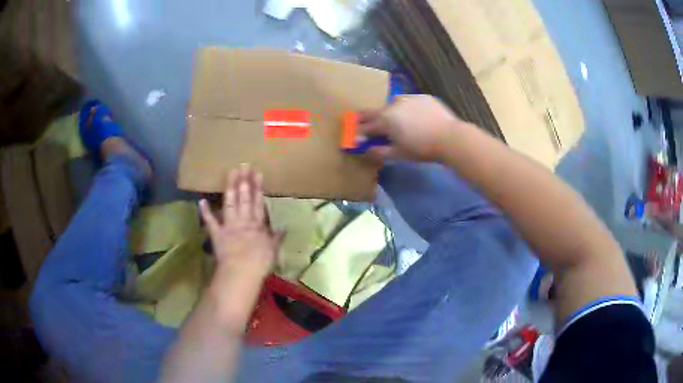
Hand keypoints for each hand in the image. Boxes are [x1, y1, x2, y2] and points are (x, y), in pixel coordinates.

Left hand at [199, 165, 283, 281]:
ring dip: (230, 188)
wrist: (242, 271)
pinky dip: (206, 212)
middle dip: (244, 181)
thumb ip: (276, 237)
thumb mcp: (272, 250)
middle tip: (244, 165)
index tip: (257, 173)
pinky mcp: (217, 234)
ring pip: (230, 204)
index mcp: (257, 225)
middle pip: (244, 198)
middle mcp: (243, 221)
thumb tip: (284, 228)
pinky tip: (201, 201)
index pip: (258, 203)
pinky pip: (210, 222)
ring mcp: (229, 226)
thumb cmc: (260, 262)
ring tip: (231, 172)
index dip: (258, 188)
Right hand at [359, 95, 464, 160]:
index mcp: (385, 120)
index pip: (366, 126)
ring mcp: (409, 98)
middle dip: (366, 117)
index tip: (354, 135)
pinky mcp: (423, 97)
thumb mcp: (398, 154)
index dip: (359, 131)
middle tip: (361, 120)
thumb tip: (365, 149)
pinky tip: (414, 117)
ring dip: (389, 112)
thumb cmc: (422, 148)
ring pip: (393, 104)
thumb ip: (379, 151)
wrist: (450, 137)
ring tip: (394, 120)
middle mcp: (393, 104)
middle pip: (375, 111)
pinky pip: (410, 102)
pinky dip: (407, 109)